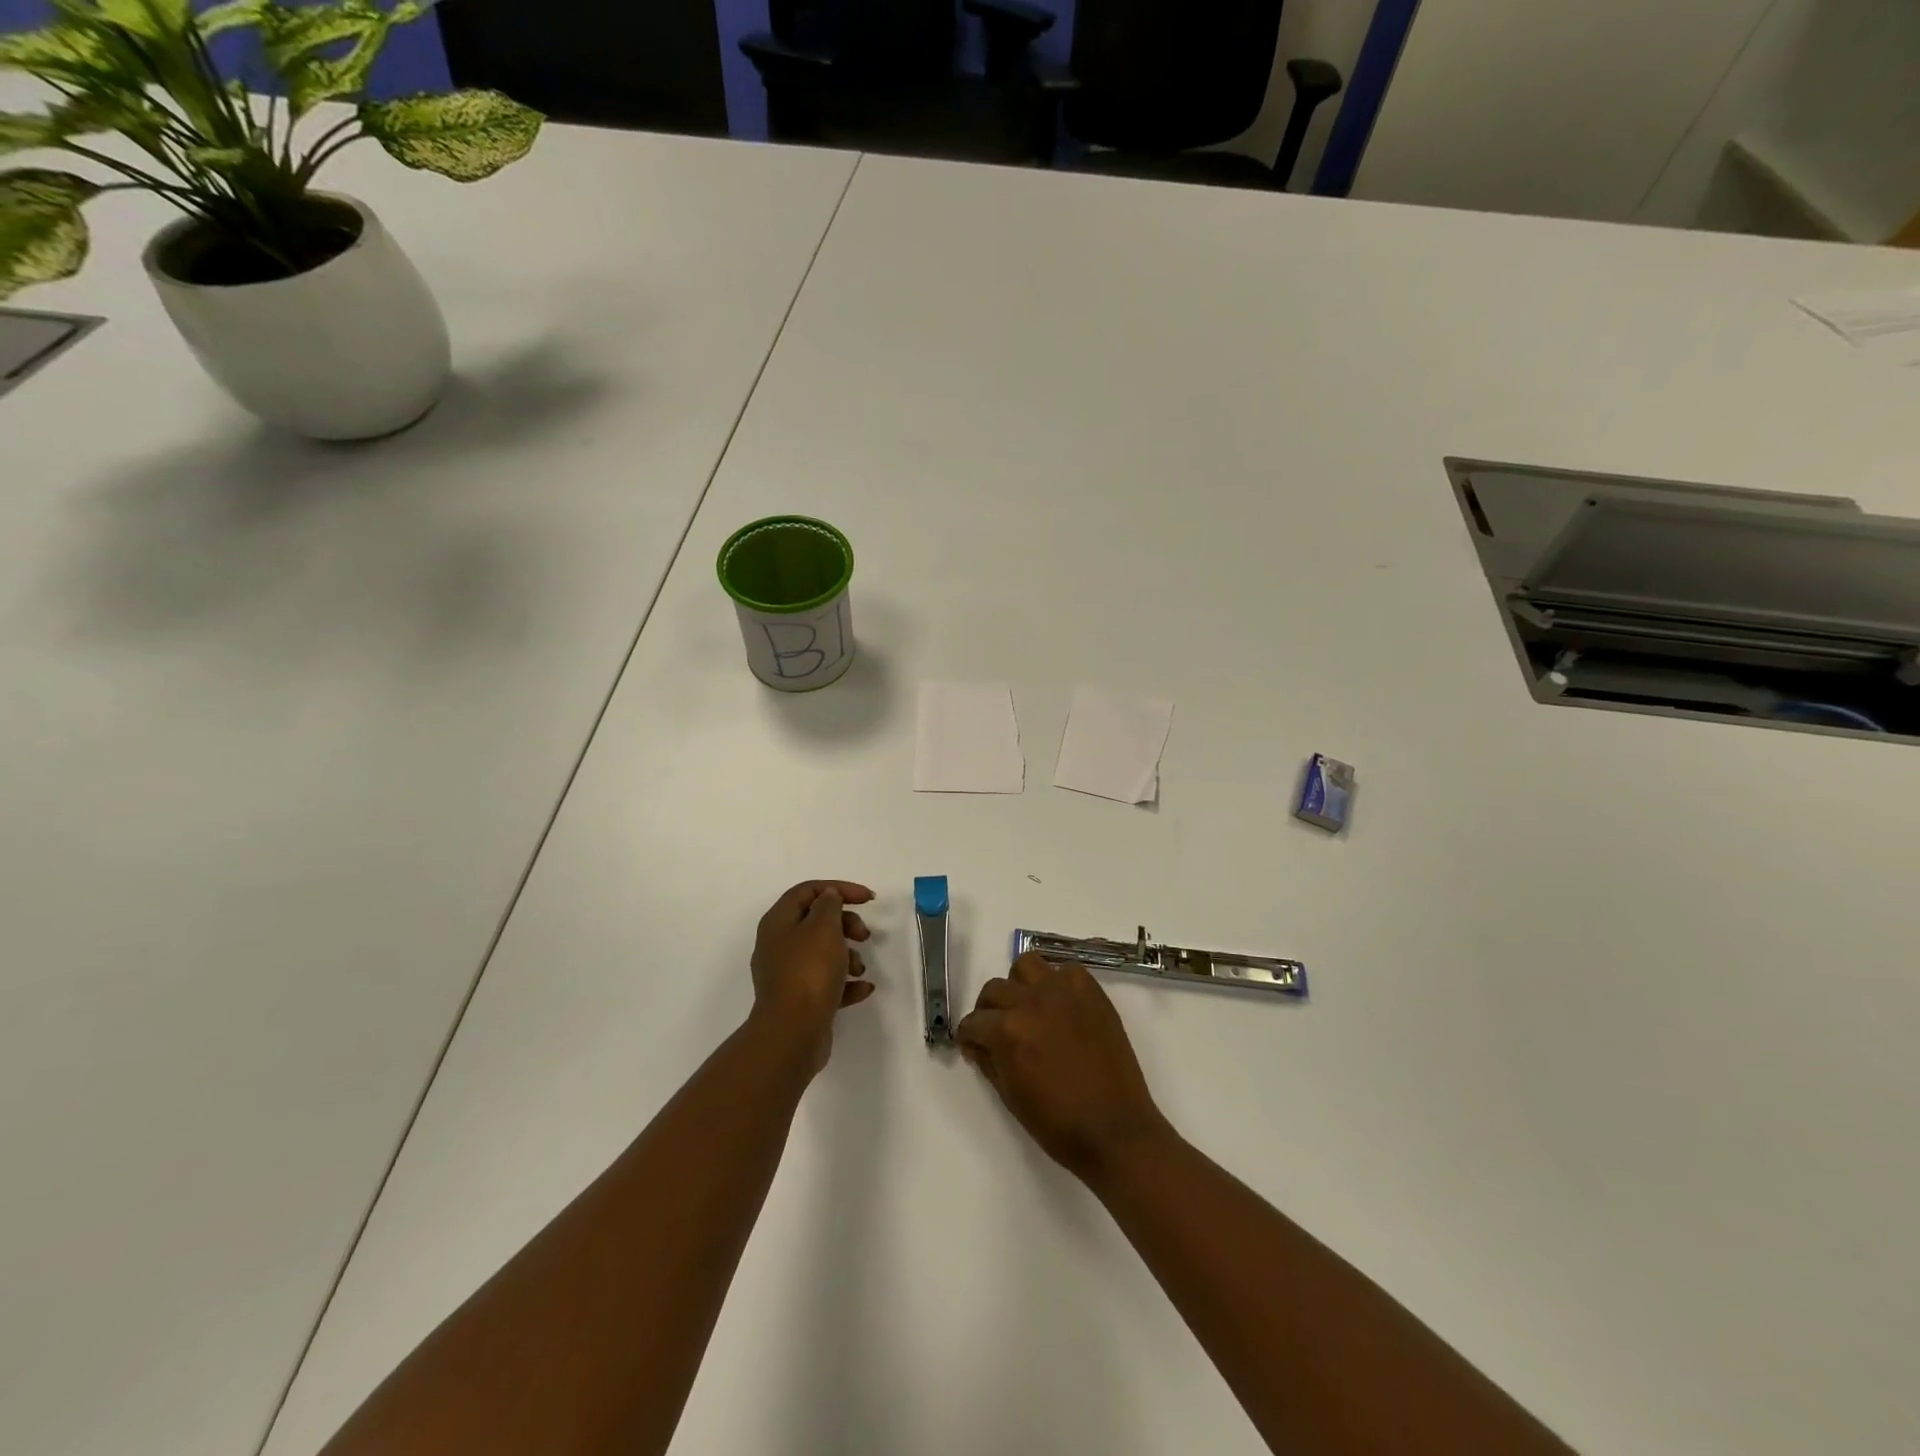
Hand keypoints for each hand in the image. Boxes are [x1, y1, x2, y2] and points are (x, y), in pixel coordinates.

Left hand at [749, 881, 875, 1073]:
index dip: (839, 888)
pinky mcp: (799, 1001)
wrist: (792, 1033)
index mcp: (778, 922)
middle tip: (864, 935)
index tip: (868, 899)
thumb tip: (828, 897)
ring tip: (859, 969)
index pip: (808, 891)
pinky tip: (864, 989)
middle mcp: (778, 946)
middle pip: (816, 922)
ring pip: (822, 954)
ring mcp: (787, 976)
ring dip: (848, 956)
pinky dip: (846, 984)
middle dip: (846, 924)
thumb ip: (829, 905)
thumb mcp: (823, 927)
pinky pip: (826, 984)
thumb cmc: (809, 972)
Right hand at [956, 953, 1172, 1183]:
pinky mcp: (1092, 993)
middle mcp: (1031, 1002)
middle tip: (997, 1030)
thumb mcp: (1010, 1097)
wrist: (1114, 1129)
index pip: (974, 1022)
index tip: (974, 1046)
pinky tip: (1062, 1006)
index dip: (969, 1036)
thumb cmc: (1058, 1124)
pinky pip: (1067, 971)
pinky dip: (1059, 983)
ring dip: (1021, 984)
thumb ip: (989, 1062)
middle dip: (989, 1010)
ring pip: (1028, 965)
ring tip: (1028, 1007)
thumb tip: (976, 1045)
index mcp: (1007, 1031)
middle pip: (995, 988)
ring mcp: (1064, 993)